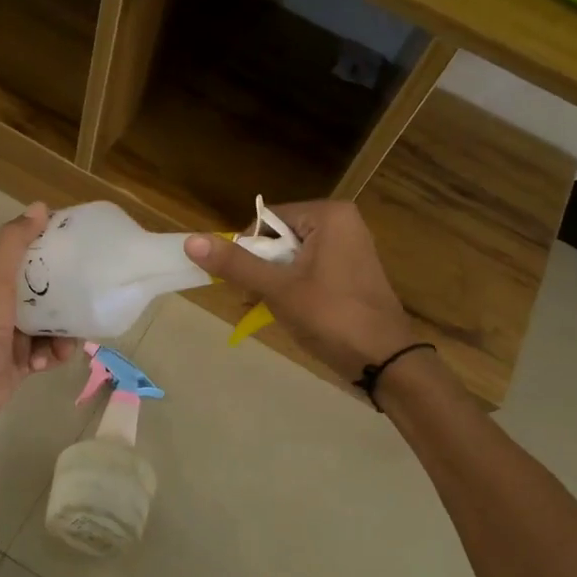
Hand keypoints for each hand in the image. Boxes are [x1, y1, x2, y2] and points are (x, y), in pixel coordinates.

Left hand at [0, 203, 76, 436]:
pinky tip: (45, 363)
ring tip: (62, 345)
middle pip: (49, 294)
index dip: (55, 251)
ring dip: (63, 335)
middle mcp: (7, 306)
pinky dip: (53, 357)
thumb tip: (40, 207)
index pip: (32, 258)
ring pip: (54, 326)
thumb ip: (13, 245)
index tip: (82, 249)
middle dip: (68, 299)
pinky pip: (50, 353)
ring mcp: (15, 336)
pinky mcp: (23, 363)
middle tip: (86, 301)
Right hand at [184, 200, 418, 380]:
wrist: (385, 361)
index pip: (267, 218)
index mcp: (329, 215)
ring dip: (275, 281)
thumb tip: (190, 240)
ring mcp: (350, 247)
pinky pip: (310, 269)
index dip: (249, 249)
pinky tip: (291, 311)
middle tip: (256, 299)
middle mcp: (342, 222)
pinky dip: (295, 287)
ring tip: (272, 308)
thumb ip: (236, 264)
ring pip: (293, 256)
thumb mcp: (278, 289)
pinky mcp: (352, 271)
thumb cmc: (331, 317)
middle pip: (279, 237)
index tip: (246, 282)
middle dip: (262, 268)